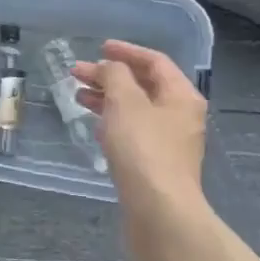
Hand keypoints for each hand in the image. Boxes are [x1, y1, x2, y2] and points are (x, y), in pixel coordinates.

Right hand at [73, 41, 210, 260]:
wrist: (159, 212)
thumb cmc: (143, 150)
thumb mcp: (126, 102)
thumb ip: (115, 76)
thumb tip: (109, 69)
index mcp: (181, 96)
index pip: (155, 61)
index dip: (126, 51)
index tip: (99, 48)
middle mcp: (180, 116)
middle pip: (144, 85)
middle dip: (111, 76)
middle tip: (78, 73)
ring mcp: (169, 143)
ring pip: (136, 110)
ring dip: (108, 99)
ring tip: (78, 96)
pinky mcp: (155, 165)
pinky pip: (133, 133)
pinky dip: (113, 122)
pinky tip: (95, 125)